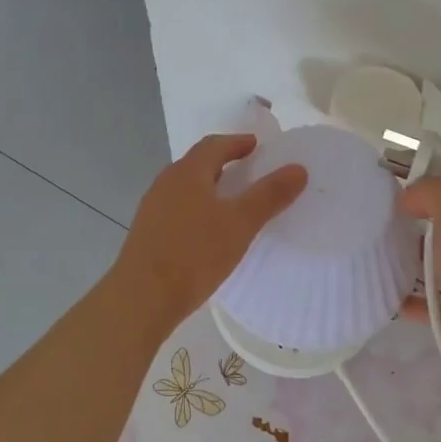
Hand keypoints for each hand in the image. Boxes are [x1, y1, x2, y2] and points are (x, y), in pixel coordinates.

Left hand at [111, 134, 306, 327]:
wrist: (142, 298)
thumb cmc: (194, 254)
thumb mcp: (240, 223)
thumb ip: (269, 195)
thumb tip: (298, 168)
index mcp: (187, 172)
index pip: (214, 145)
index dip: (238, 143)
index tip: (258, 147)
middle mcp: (166, 182)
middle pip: (198, 163)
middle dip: (224, 163)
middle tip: (250, 172)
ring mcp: (153, 208)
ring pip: (187, 187)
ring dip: (210, 187)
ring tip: (233, 202)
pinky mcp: (148, 232)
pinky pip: (178, 209)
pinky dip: (198, 208)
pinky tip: (209, 231)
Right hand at [398, 163, 440, 391]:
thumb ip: (429, 190)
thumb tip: (408, 199)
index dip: (434, 163)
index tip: (398, 166)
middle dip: (414, 207)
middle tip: (379, 203)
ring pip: (432, 254)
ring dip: (406, 249)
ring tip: (373, 240)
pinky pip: (421, 295)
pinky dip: (403, 292)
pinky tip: (380, 284)